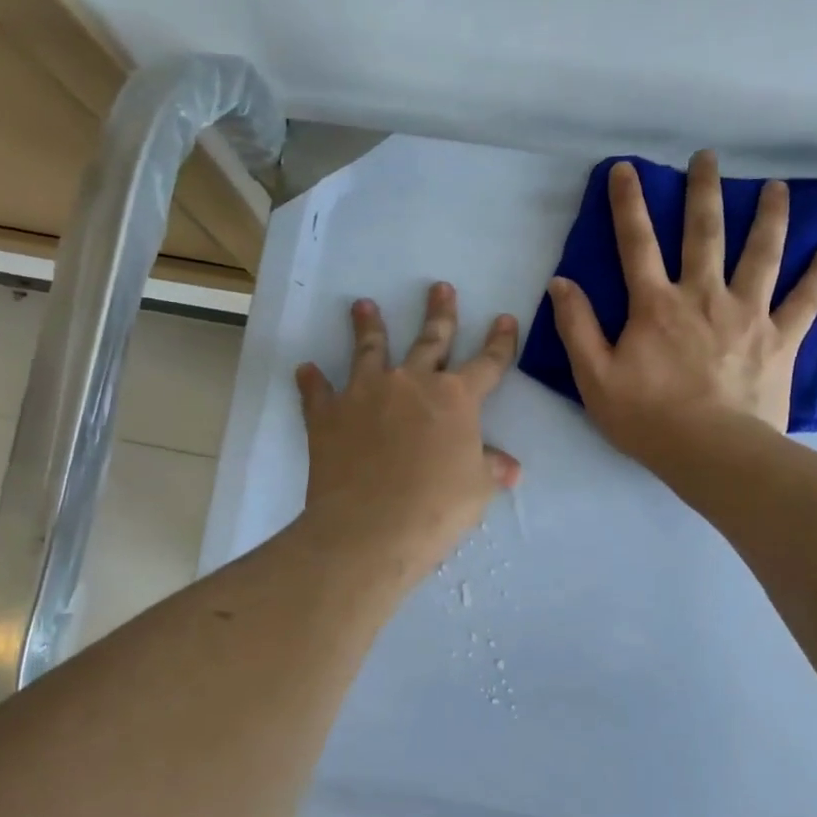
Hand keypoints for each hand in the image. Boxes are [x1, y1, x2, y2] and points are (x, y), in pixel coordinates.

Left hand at [296, 283, 519, 582]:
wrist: (372, 528)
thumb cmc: (437, 508)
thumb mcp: (476, 489)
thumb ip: (491, 468)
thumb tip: (511, 468)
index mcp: (456, 399)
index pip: (488, 363)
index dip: (501, 342)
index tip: (505, 319)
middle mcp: (412, 383)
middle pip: (431, 340)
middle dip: (440, 313)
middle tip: (440, 287)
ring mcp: (366, 394)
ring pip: (370, 350)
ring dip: (369, 326)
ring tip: (363, 306)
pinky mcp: (329, 414)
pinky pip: (318, 392)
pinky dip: (312, 381)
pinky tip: (306, 369)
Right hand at [547, 150, 816, 461]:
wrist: (711, 452)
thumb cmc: (648, 418)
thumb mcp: (595, 378)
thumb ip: (577, 327)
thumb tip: (562, 283)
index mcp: (656, 305)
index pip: (637, 243)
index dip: (629, 204)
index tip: (627, 169)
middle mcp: (703, 296)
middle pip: (704, 233)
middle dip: (703, 191)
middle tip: (707, 158)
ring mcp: (747, 314)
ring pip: (761, 253)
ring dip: (769, 216)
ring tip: (777, 188)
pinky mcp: (780, 339)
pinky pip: (806, 299)